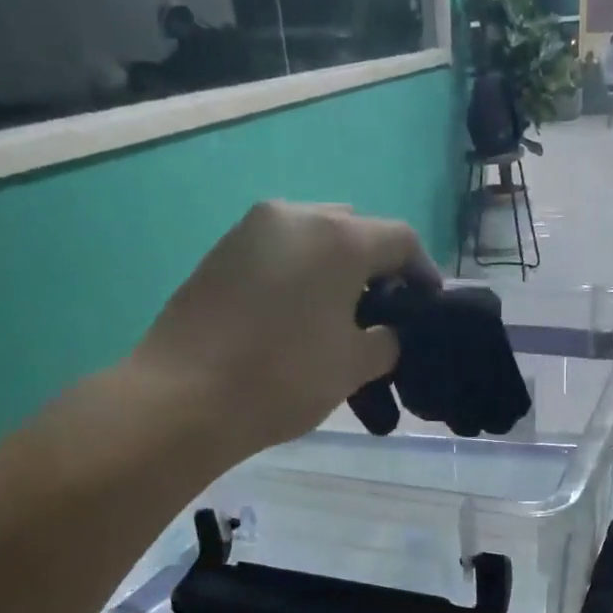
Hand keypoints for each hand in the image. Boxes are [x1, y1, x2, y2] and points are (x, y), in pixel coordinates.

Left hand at [134, 201, 438, 455]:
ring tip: (339, 317)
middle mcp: (296, 216)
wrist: (184, 397)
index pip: (401, 240)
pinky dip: (300, 275)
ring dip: (335, 270)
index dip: (424, 273)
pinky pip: (279, 252)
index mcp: (339, 237)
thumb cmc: (284, 377)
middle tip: (381, 313)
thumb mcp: (354, 365)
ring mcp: (251, 230)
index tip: (427, 309)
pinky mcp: (221, 252)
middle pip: (354, 231)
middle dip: (376, 268)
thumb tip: (387, 334)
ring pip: (313, 239)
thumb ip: (386, 341)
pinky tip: (297, 316)